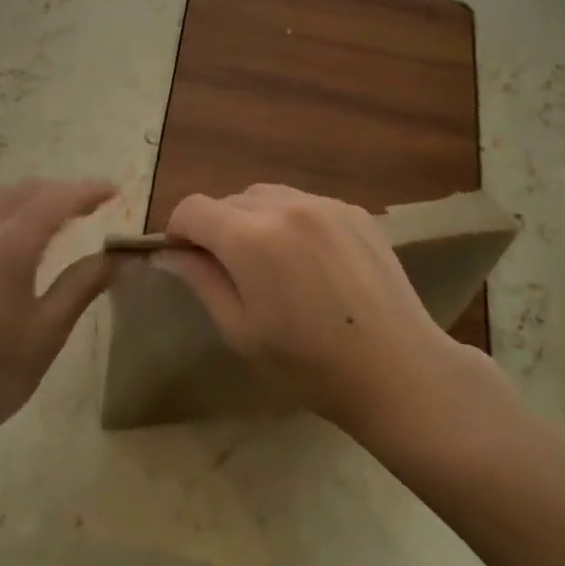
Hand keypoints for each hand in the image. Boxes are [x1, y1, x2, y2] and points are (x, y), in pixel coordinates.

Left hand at [0, 179, 117, 462]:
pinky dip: (8, 210)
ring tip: (59, 215)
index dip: (88, 192)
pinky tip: (17, 237)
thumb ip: (83, 284)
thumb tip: (118, 256)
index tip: (116, 191)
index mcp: (8, 246)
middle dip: (60, 190)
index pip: (56, 201)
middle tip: (92, 205)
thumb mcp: (48, 332)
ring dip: (31, 197)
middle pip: (23, 191)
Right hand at [156, 184, 462, 433]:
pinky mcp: (355, 211)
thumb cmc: (308, 364)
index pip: (192, 209)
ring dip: (254, 220)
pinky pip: (305, 203)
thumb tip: (168, 253)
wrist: (397, 369)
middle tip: (231, 273)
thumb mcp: (240, 330)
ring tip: (272, 264)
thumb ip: (201, 280)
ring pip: (267, 196)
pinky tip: (311, 262)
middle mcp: (285, 205)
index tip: (186, 261)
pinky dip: (292, 221)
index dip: (179, 232)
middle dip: (218, 228)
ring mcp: (325, 203)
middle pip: (230, 200)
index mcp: (250, 237)